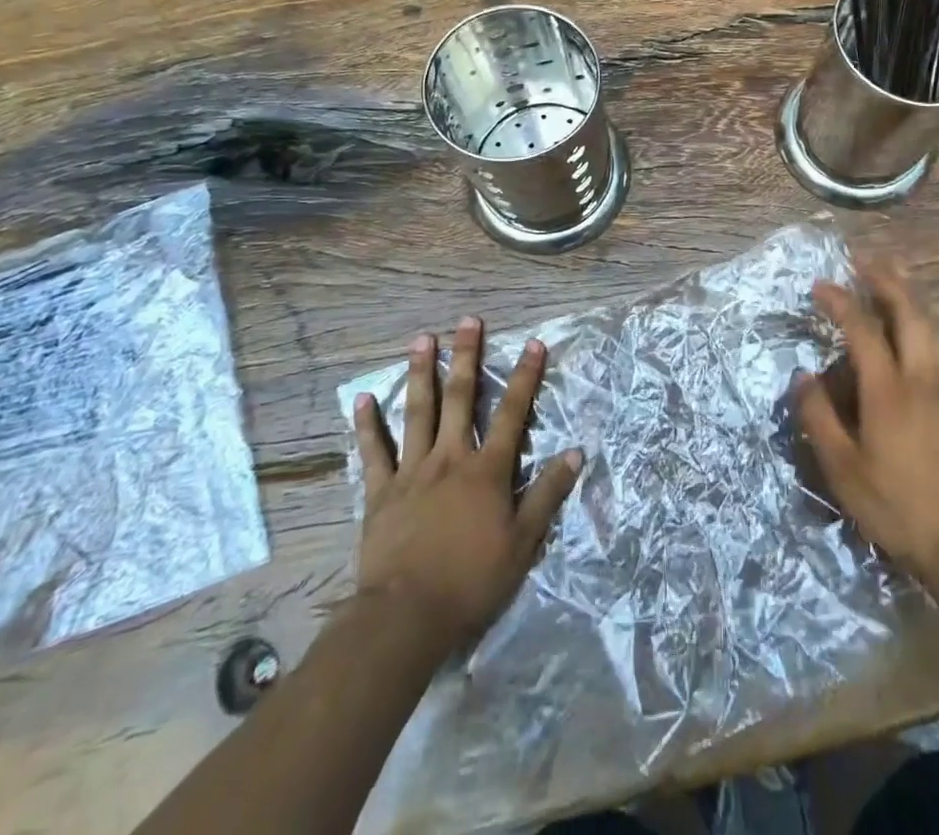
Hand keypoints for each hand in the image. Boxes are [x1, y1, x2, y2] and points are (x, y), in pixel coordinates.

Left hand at [352, 317, 581, 653]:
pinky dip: (367, 425)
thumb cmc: (471, 580)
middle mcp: (450, 458)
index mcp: (486, 470)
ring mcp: (412, 472)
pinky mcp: (381, 492)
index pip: (512, 413)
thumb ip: (547, 494)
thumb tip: (575, 453)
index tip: (533, 343)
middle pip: (460, 398)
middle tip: (468, 321)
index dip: (525, 377)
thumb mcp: (523, 543)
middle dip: (466, 356)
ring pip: (417, 412)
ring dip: (420, 373)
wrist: (407, 617)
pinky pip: (373, 452)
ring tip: (422, 339)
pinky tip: (362, 398)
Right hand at [796, 263, 938, 595]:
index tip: (819, 285)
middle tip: (866, 260)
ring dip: (914, 294)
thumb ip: (819, 417)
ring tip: (899, 274)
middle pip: (909, 312)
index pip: (863, 329)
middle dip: (887, 280)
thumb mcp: (843, 470)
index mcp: (889, 391)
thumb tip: (804, 376)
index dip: (840, 301)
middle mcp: (924, 377)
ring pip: (936, 325)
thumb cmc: (897, 507)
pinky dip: (932, 320)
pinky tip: (927, 324)